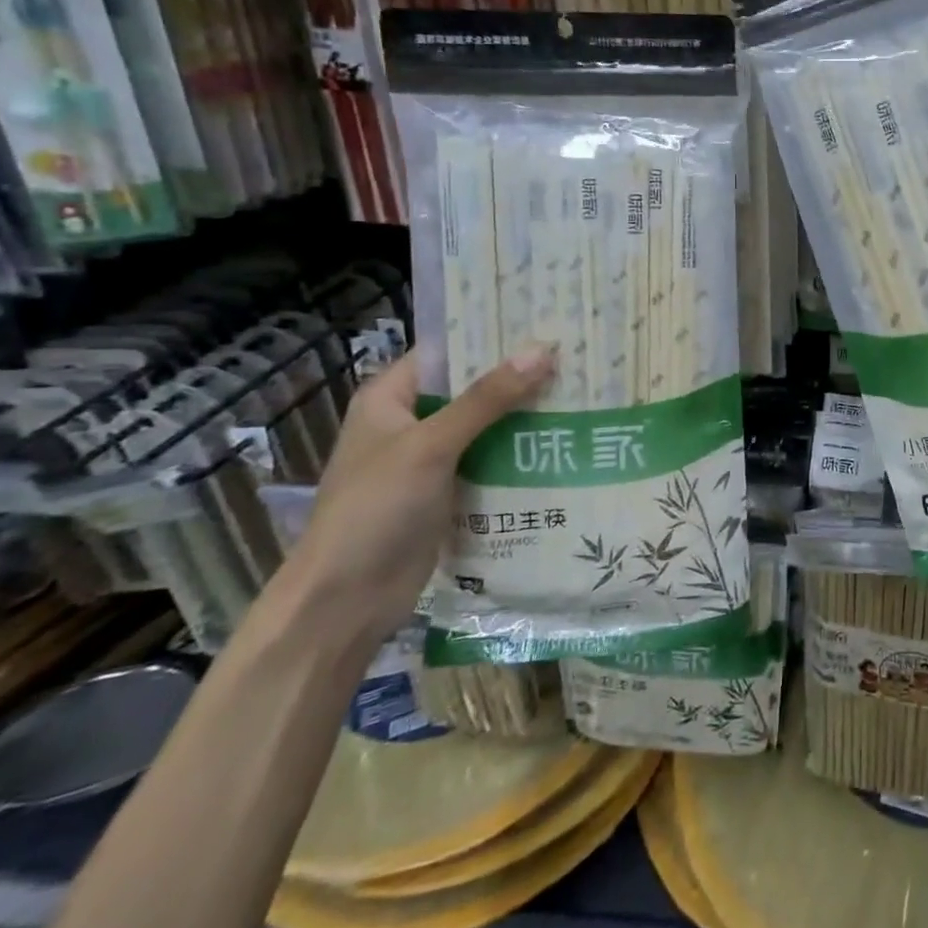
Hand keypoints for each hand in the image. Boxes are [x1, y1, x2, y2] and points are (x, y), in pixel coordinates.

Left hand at [287, 346, 556, 637]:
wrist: (344, 604)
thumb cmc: (374, 511)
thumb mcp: (431, 446)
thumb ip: (487, 399)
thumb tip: (543, 350)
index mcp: (391, 398)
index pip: (449, 351)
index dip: (494, 336)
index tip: (547, 323)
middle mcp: (411, 422)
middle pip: (473, 388)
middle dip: (520, 376)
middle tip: (577, 357)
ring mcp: (430, 459)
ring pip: (487, 425)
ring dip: (526, 415)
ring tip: (584, 393)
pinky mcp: (449, 492)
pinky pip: (491, 461)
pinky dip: (521, 452)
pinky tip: (565, 442)